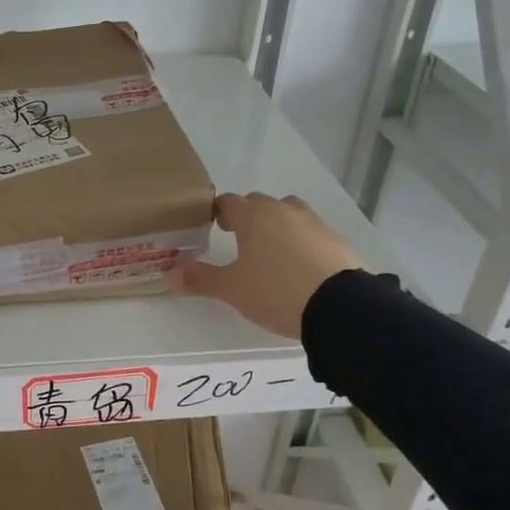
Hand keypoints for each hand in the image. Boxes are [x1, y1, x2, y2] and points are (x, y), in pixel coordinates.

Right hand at [164, 192, 361, 339]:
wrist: (340, 307)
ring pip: (288, 214)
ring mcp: (314, 223)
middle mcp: (284, 210)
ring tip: (271, 252)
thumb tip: (169, 274)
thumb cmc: (276, 291)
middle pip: (259, 204)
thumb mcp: (232, 289)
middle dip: (247, 217)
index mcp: (254, 216)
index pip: (228, 202)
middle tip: (238, 240)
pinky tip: (299, 266)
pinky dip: (301, 242)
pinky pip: (311, 233)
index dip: (217, 213)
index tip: (211, 227)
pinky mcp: (336, 240)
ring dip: (276, 226)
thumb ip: (200, 279)